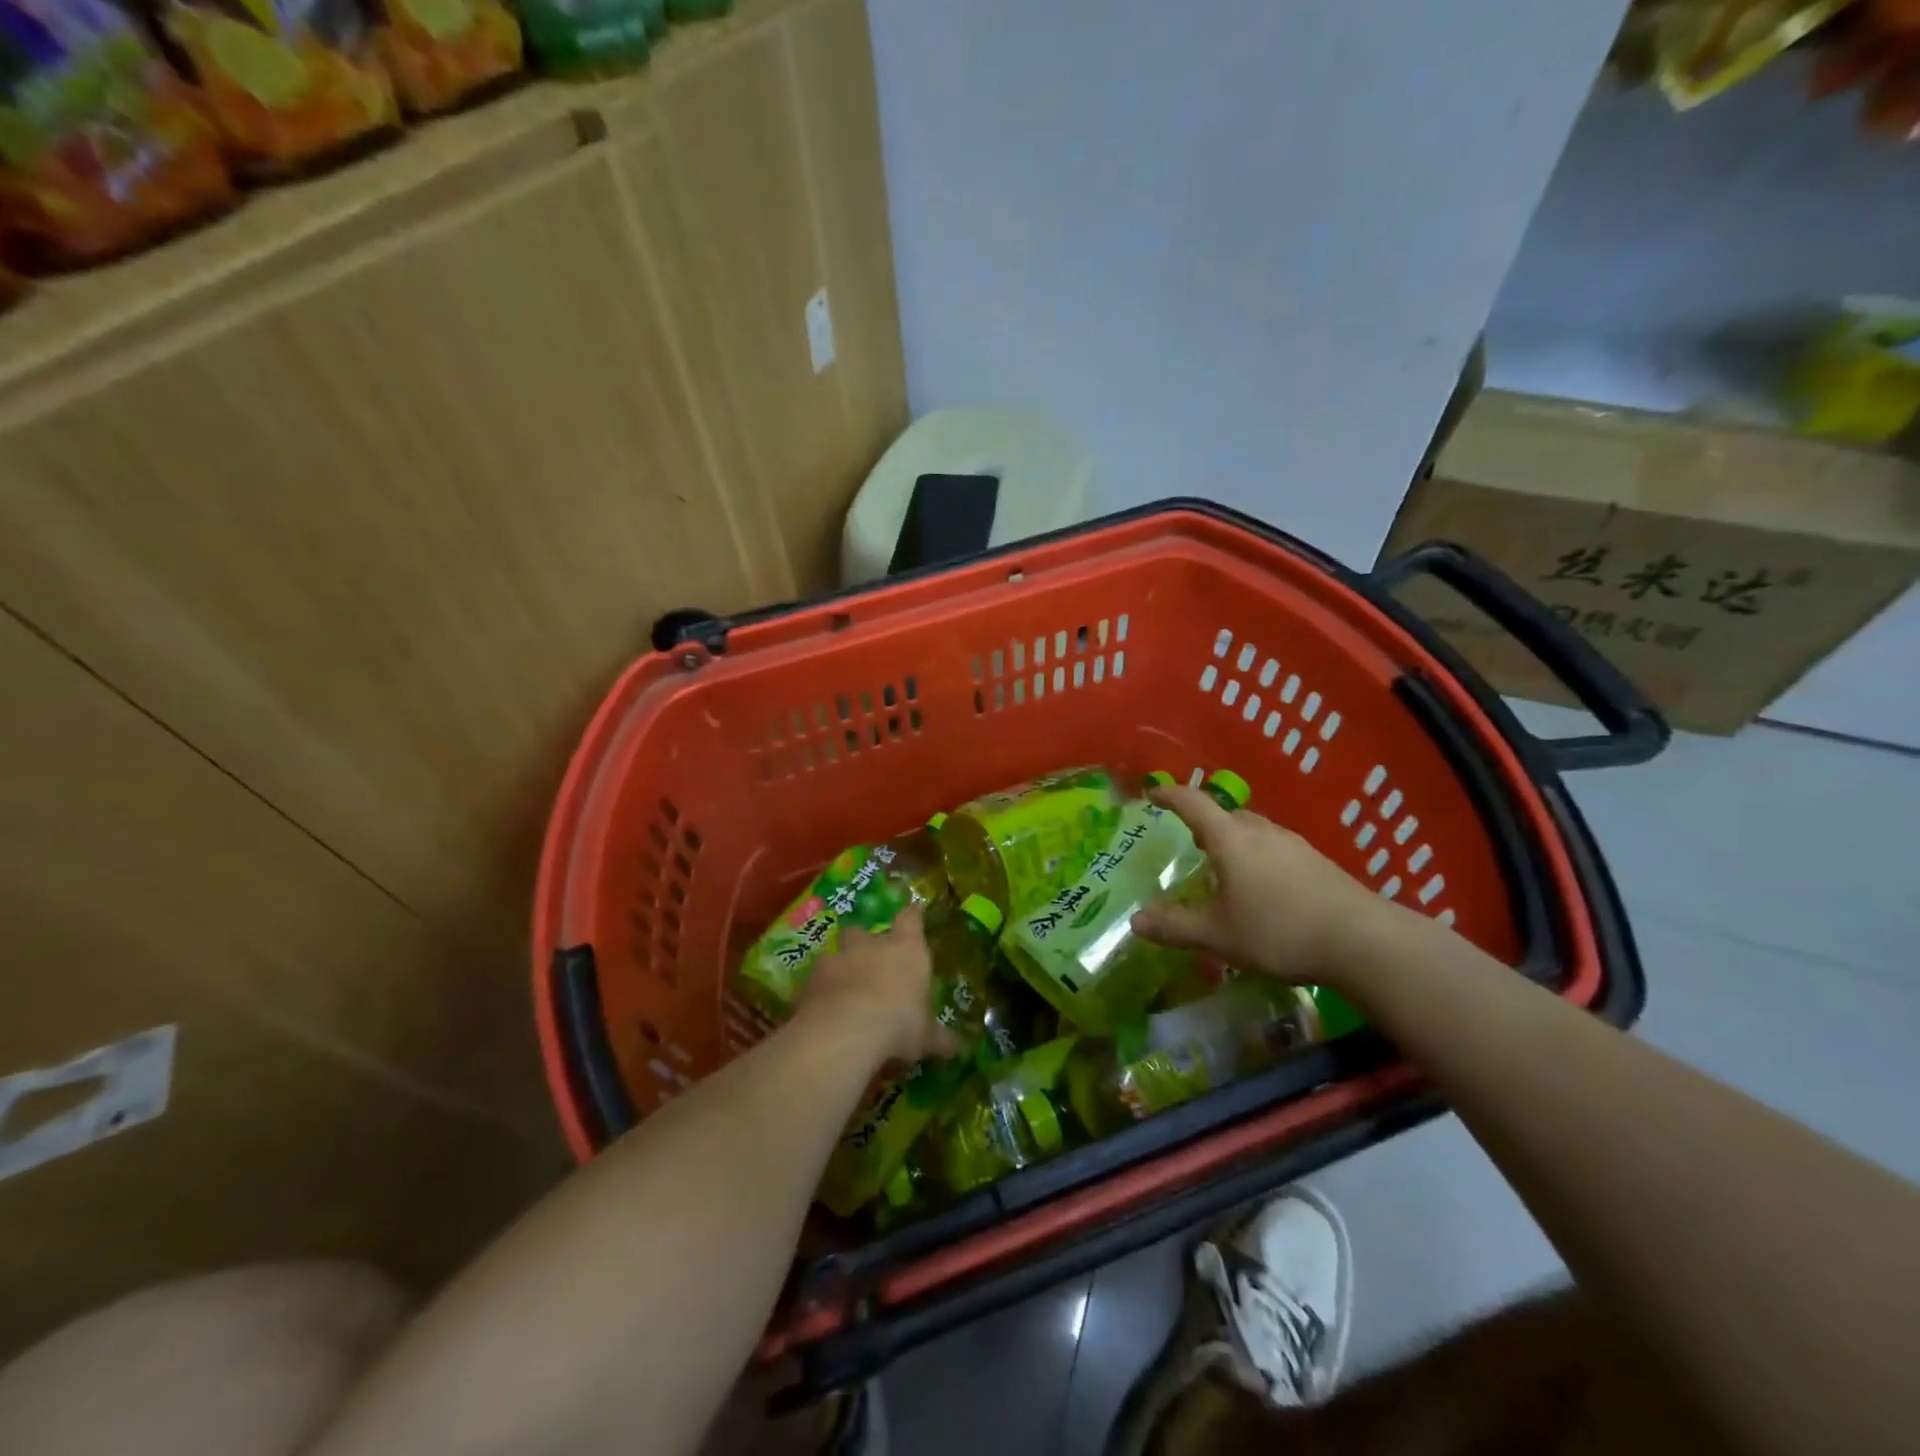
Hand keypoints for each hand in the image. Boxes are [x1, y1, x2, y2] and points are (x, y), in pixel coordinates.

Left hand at [798, 906, 960, 1065]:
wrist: (846, 1031)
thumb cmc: (899, 1025)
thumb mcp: (926, 1038)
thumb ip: (940, 1039)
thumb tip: (959, 1048)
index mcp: (906, 950)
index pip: (911, 919)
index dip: (912, 916)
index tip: (914, 913)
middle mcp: (870, 945)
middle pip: (863, 931)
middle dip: (863, 944)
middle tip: (868, 964)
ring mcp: (836, 959)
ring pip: (834, 954)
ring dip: (838, 969)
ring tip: (840, 993)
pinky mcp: (809, 981)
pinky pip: (813, 983)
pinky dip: (817, 995)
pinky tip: (820, 1014)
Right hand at [1131, 785, 1409, 991]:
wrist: (1363, 941)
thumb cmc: (1278, 931)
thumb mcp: (1217, 935)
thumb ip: (1174, 926)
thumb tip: (1135, 920)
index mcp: (1230, 839)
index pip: (1192, 803)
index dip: (1169, 795)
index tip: (1152, 794)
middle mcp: (1261, 831)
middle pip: (1226, 814)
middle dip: (1203, 822)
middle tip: (1187, 842)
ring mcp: (1294, 844)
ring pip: (1254, 831)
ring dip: (1233, 841)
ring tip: (1223, 868)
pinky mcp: (1318, 863)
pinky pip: (1276, 849)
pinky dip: (1258, 858)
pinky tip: (1263, 889)